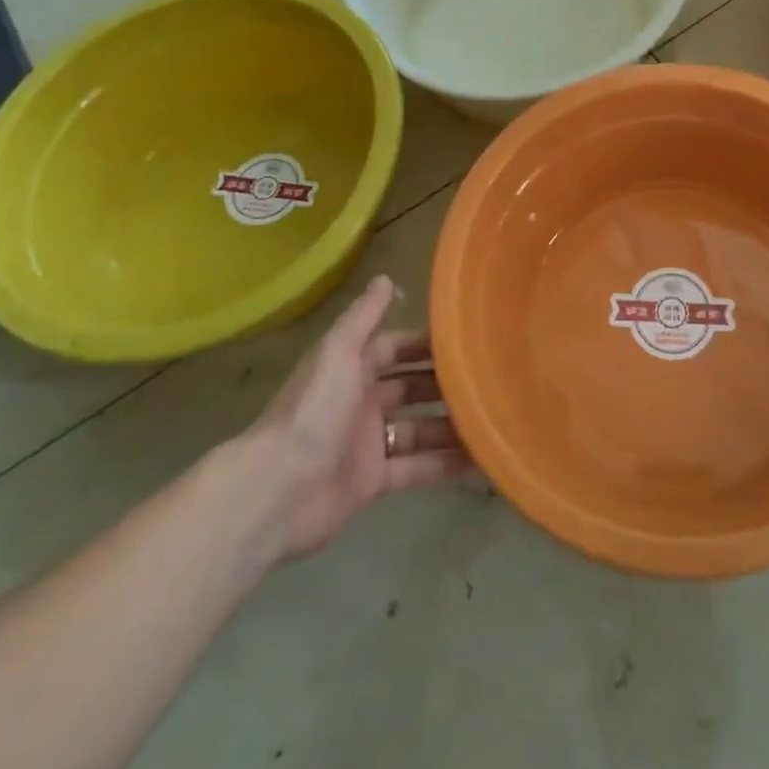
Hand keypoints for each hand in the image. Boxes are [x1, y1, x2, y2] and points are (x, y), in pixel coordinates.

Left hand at [237, 275, 472, 561]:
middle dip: (443, 384)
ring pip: (418, 428)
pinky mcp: (373, 481)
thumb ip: (363, 317)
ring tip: (492, 418)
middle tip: (489, 379)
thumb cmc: (313, 411)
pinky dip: (443, 463)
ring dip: (449, 424)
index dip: (425, 344)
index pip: (394, 348)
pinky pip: (416, 467)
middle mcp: (361, 402)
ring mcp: (367, 443)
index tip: (466, 340)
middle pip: (410, 387)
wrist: (277, 490)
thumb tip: (385, 277)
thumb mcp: (338, 353)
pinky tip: (478, 458)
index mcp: (351, 368)